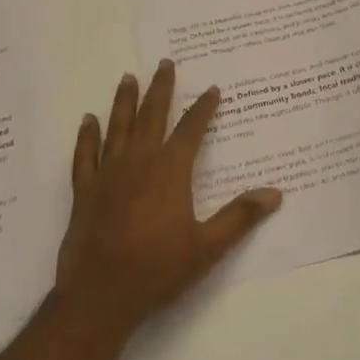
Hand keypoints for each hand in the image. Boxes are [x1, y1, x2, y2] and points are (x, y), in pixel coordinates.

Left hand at [56, 60, 281, 339]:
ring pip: (118, 127)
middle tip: (164, 63)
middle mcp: (139, 162)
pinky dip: (87, 136)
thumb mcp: (207, 247)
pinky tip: (88, 120)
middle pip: (152, 116)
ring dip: (124, 101)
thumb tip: (275, 193)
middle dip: (160, 88)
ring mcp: (108, 174)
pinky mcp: (85, 191)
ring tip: (128, 77)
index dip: (204, 107)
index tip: (213, 89)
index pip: (191, 129)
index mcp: (170, 170)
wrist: (100, 296)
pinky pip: (85, 155)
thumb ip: (240, 217)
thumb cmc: (157, 270)